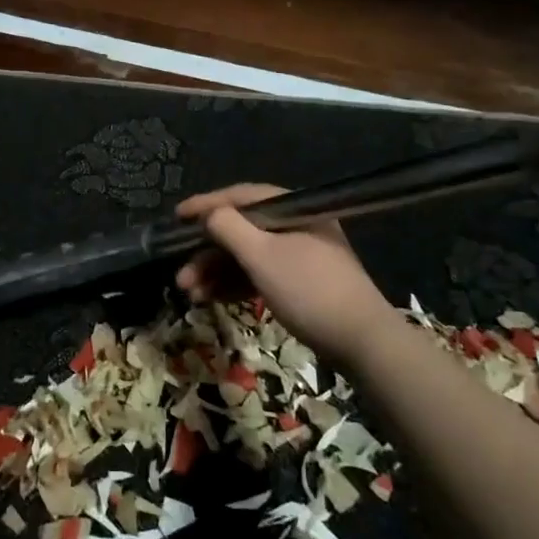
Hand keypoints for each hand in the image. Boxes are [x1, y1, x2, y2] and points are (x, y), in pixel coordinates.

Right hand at [174, 183, 407, 363]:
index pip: (241, 197)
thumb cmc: (309, 290)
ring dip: (215, 272)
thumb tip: (208, 214)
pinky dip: (235, 284)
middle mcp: (295, 226)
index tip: (176, 216)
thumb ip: (228, 228)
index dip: (206, 205)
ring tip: (190, 293)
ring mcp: (299, 256)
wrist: (362, 341)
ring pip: (247, 256)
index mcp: (292, 210)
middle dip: (206, 252)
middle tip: (180, 274)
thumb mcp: (262, 255)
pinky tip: (211, 299)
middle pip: (241, 230)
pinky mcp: (299, 283)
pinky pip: (259, 275)